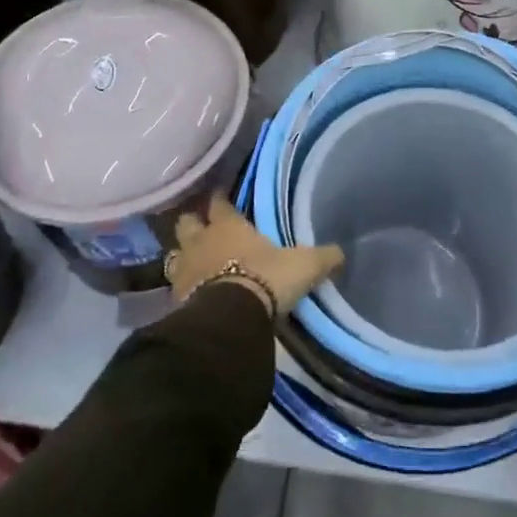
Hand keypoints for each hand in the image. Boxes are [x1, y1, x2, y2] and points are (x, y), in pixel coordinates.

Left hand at [168, 195, 342, 317]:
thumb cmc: (266, 279)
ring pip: (176, 253)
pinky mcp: (175, 299)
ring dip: (184, 255)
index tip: (222, 196)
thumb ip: (322, 257)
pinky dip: (183, 286)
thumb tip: (341, 253)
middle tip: (203, 226)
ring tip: (195, 260)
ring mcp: (184, 270)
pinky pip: (175, 285)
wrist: (230, 320)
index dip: (220, 199)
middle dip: (193, 222)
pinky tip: (193, 292)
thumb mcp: (304, 266)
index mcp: (228, 225)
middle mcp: (201, 241)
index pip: (219, 203)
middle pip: (187, 222)